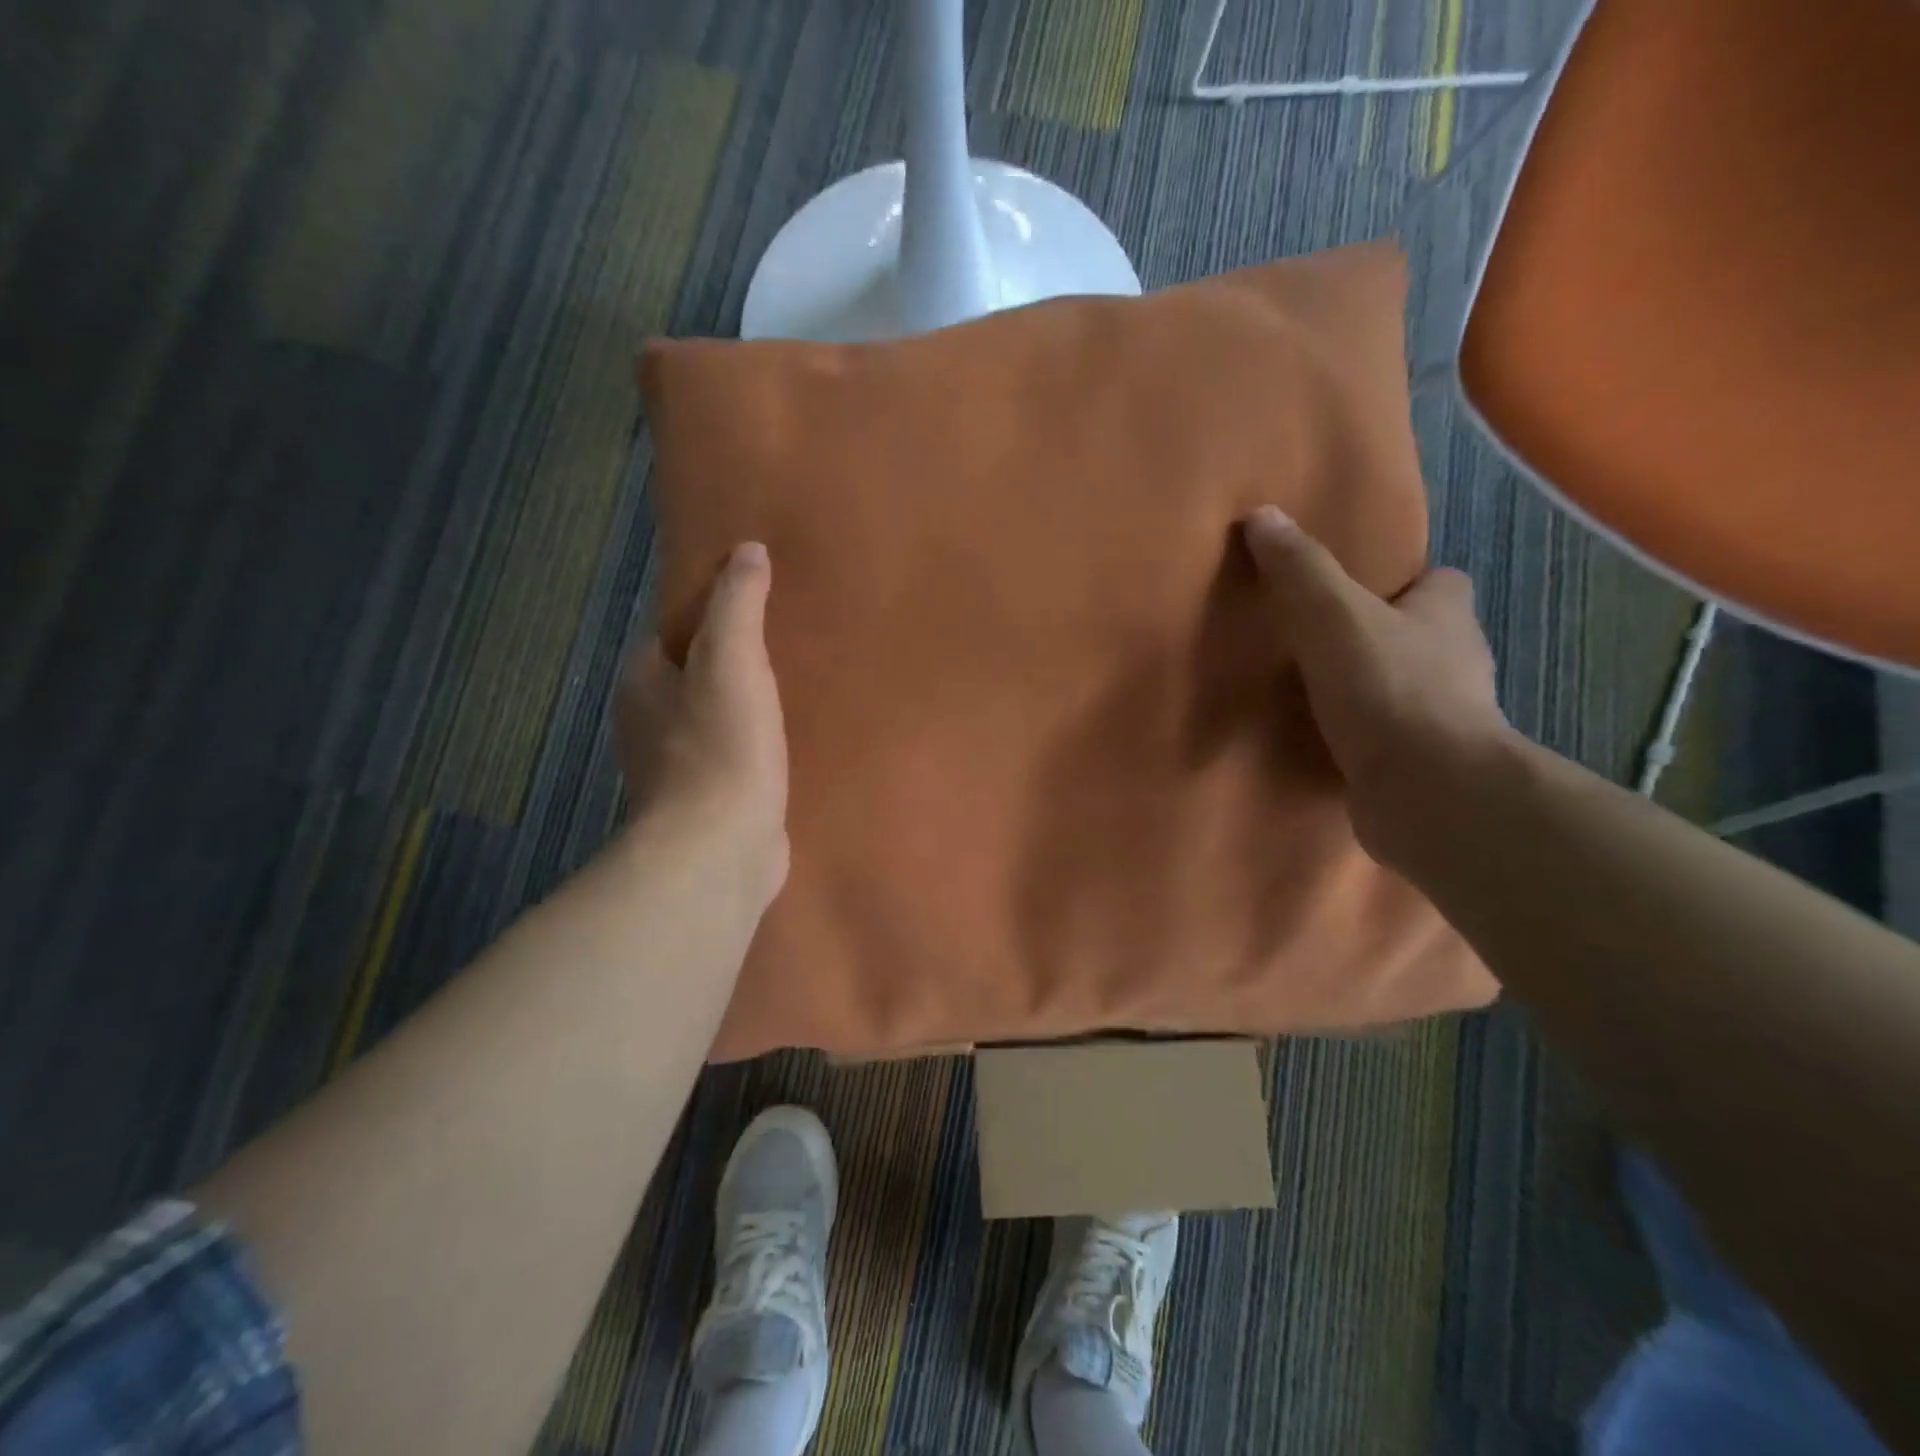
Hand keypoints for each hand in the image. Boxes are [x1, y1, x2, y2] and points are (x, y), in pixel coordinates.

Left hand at [614, 542, 788, 903]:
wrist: (720, 850)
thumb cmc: (721, 746)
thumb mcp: (732, 659)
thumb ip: (738, 603)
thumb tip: (747, 550)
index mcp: (642, 682)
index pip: (671, 631)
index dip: (709, 613)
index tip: (754, 604)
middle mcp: (648, 723)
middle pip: (691, 676)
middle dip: (730, 661)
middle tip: (785, 644)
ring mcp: (675, 769)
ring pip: (712, 719)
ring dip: (744, 706)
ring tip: (795, 689)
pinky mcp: (706, 804)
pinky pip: (731, 758)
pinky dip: (753, 747)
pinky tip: (787, 744)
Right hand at [1243, 505, 1511, 859]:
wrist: (1427, 792)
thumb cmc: (1388, 689)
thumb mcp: (1332, 616)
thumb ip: (1299, 570)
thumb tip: (1262, 515)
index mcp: (1447, 616)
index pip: (1443, 583)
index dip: (1409, 582)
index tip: (1363, 591)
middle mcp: (1459, 663)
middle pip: (1427, 636)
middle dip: (1388, 637)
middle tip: (1327, 642)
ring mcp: (1450, 720)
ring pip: (1412, 690)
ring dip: (1378, 690)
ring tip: (1320, 694)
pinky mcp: (1428, 767)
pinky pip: (1396, 741)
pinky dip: (1371, 740)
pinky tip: (1330, 745)